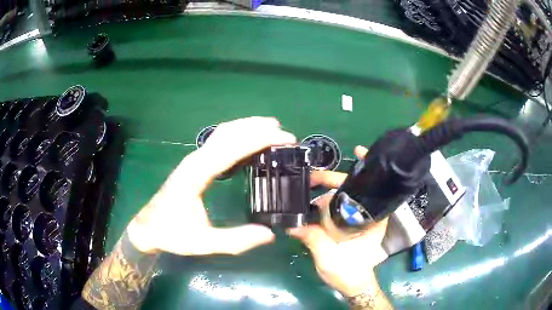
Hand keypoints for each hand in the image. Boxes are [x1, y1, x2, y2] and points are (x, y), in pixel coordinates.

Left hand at [127, 117, 295, 254]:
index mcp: (196, 174)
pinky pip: (218, 142)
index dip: (259, 139)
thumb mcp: (202, 243)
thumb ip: (235, 240)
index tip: (284, 138)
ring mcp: (193, 160)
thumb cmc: (171, 234)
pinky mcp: (194, 164)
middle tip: (284, 133)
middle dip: (257, 128)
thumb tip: (269, 234)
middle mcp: (195, 160)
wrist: (148, 228)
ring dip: (247, 127)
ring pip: (222, 133)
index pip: (231, 148)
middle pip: (228, 133)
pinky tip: (249, 141)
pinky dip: (237, 135)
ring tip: (272, 129)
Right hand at [289, 146, 388, 296]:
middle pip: (354, 189)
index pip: (373, 188)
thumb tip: (292, 225)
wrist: (352, 283)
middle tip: (314, 176)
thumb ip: (314, 240)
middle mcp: (366, 215)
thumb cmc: (348, 272)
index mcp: (371, 220)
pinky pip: (338, 208)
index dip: (367, 167)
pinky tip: (314, 196)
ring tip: (308, 182)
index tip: (357, 151)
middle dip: (336, 178)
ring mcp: (356, 219)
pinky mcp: (346, 224)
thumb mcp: (329, 257)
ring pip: (344, 197)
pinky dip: (328, 198)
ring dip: (329, 187)